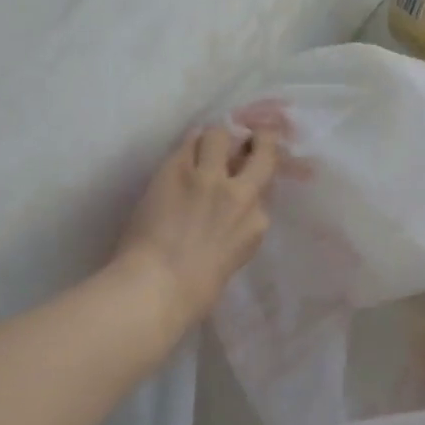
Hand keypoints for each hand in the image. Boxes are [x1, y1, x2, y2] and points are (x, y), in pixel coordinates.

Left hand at [112, 125, 281, 339]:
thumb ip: (239, 228)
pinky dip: (187, 144)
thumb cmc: (196, 289)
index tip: (248, 171)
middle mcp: (242, 194)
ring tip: (202, 145)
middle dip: (258, 140)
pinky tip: (182, 151)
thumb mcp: (233, 256)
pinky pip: (187, 142)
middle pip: (261, 152)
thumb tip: (227, 212)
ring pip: (219, 135)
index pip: (265, 187)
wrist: (160, 285)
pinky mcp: (178, 169)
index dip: (256, 175)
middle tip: (247, 136)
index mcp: (258, 223)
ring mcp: (210, 178)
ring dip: (213, 138)